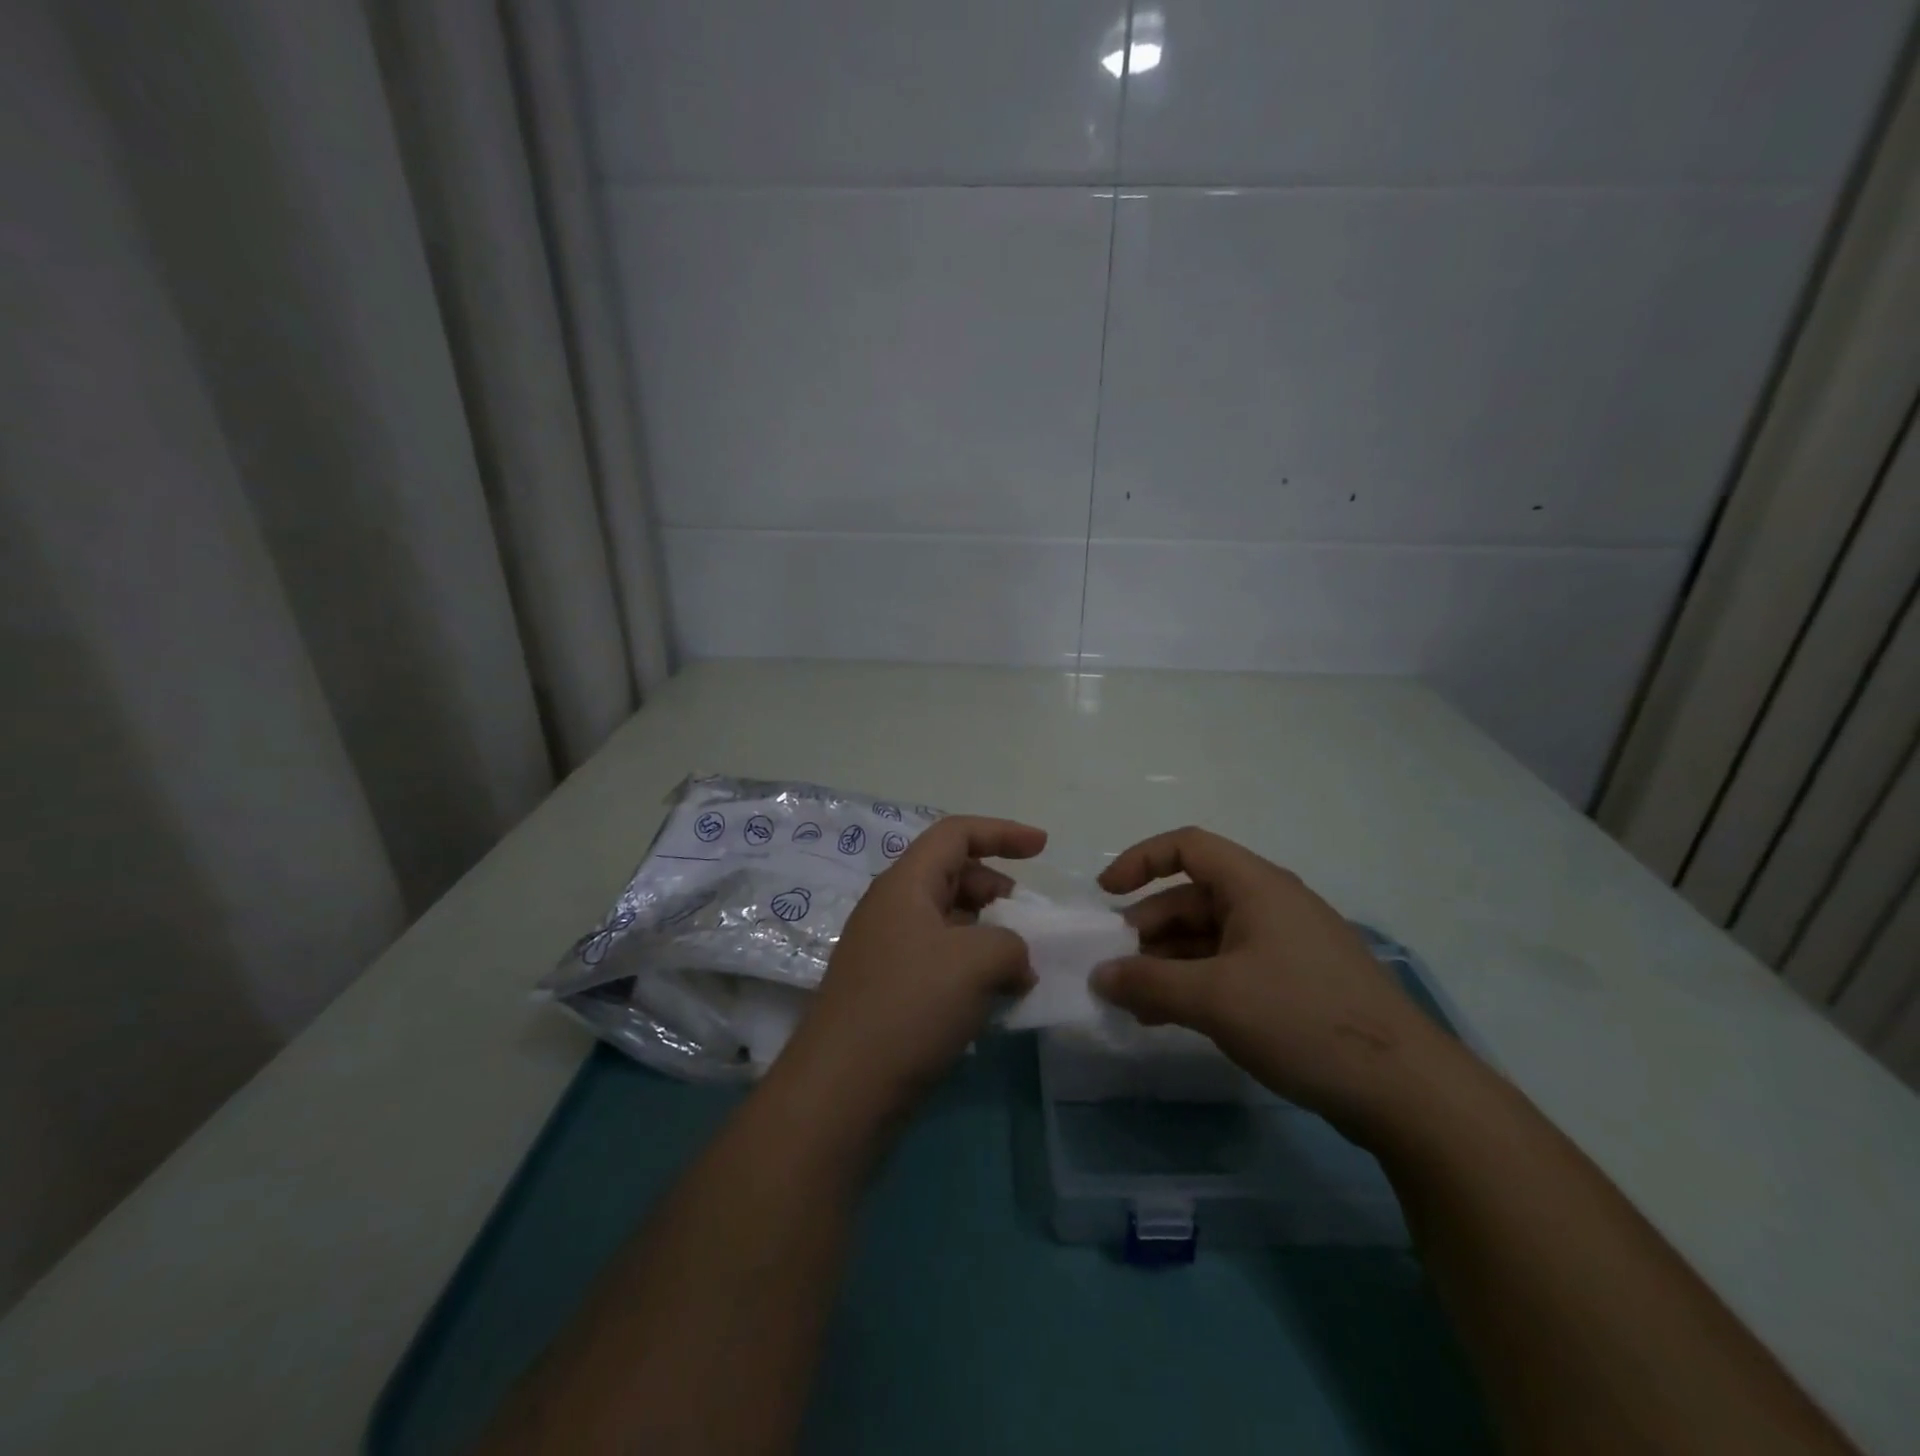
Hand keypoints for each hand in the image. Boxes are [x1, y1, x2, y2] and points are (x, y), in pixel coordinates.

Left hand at [782, 815, 1045, 1115]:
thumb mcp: (976, 961)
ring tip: (1020, 967)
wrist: (842, 1089)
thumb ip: (1012, 944)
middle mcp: (893, 908)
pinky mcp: (891, 990)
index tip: (1043, 847)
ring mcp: (888, 951)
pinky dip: (973, 967)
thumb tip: (1015, 961)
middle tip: (1028, 921)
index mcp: (905, 883)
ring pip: (949, 921)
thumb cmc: (909, 1005)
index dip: (1002, 832)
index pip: (955, 833)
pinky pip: (941, 960)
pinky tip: (995, 998)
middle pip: (952, 874)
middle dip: (997, 888)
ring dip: (989, 934)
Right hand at [1091, 827, 1455, 1129]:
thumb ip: (1148, 984)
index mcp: (1256, 886)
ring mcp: (1285, 945)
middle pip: (1192, 898)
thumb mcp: (1214, 999)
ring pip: (1209, 938)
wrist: (1405, 1090)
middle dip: (1148, 929)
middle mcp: (1270, 904)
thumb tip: (1099, 976)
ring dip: (1168, 964)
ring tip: (1136, 1004)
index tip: (1106, 895)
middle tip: (1116, 969)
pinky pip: (1230, 968)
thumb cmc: (1302, 1019)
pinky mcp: (1296, 983)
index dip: (1140, 861)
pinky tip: (1172, 1018)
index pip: (1188, 846)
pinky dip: (1196, 984)